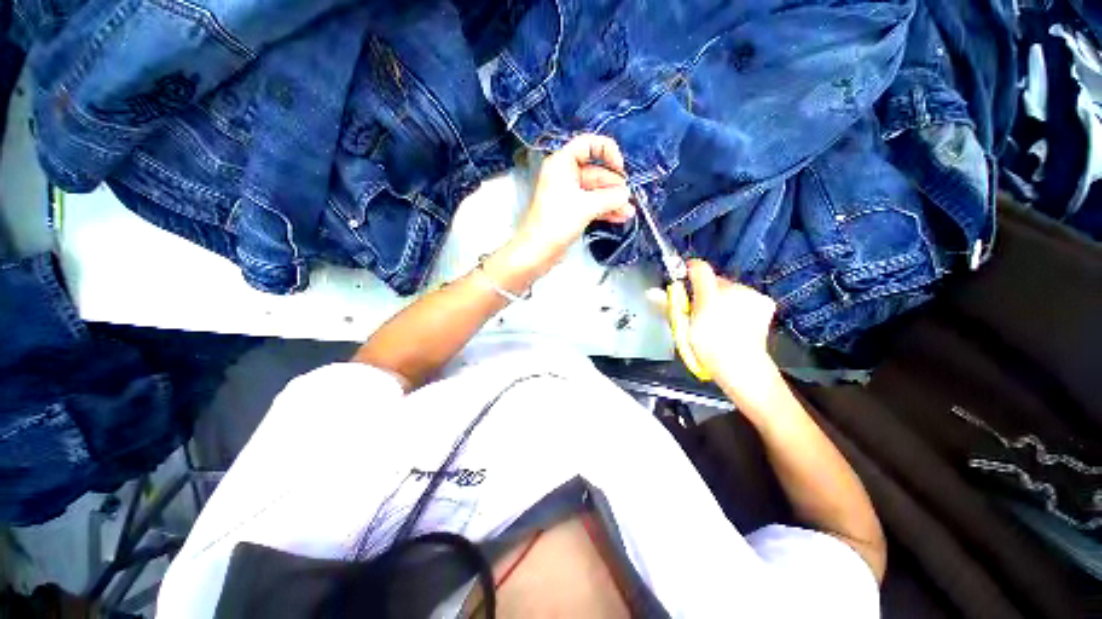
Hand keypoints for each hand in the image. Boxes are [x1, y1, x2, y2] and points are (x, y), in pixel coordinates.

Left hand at [510, 134, 634, 270]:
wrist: (537, 251)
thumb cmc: (557, 222)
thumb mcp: (586, 206)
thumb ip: (610, 198)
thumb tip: (626, 195)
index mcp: (562, 163)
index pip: (588, 144)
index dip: (607, 151)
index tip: (620, 168)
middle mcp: (564, 175)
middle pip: (595, 172)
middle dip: (614, 186)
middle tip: (629, 198)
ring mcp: (568, 194)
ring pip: (595, 192)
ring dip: (612, 201)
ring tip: (629, 212)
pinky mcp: (570, 211)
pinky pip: (591, 205)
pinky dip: (605, 210)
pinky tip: (620, 217)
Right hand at [683, 260, 779, 399]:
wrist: (741, 366)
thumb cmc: (707, 348)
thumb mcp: (683, 327)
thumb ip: (669, 305)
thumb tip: (651, 292)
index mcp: (710, 295)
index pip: (699, 268)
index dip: (689, 270)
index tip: (685, 278)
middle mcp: (733, 290)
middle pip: (715, 280)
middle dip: (707, 290)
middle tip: (701, 310)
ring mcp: (751, 295)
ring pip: (731, 288)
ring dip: (723, 297)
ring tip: (720, 318)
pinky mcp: (764, 302)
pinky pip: (746, 296)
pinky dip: (740, 303)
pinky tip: (737, 320)